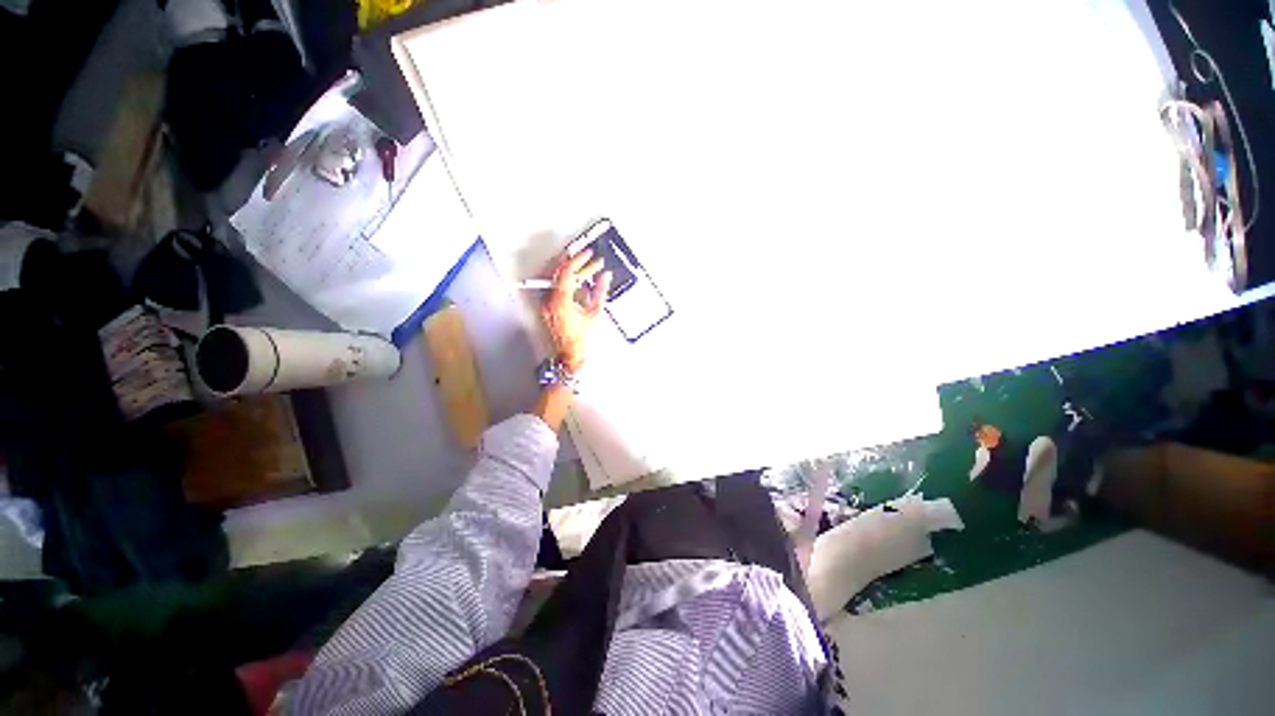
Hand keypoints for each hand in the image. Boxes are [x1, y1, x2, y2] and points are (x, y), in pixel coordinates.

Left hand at [542, 249, 611, 373]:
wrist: (568, 353)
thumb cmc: (579, 338)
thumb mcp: (594, 313)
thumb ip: (600, 292)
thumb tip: (605, 277)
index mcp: (560, 301)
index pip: (567, 272)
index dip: (578, 260)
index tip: (588, 254)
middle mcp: (549, 299)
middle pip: (559, 272)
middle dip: (575, 261)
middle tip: (587, 255)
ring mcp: (546, 302)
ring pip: (556, 278)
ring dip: (570, 270)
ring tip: (584, 265)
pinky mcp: (546, 305)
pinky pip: (554, 286)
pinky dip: (565, 280)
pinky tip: (576, 279)